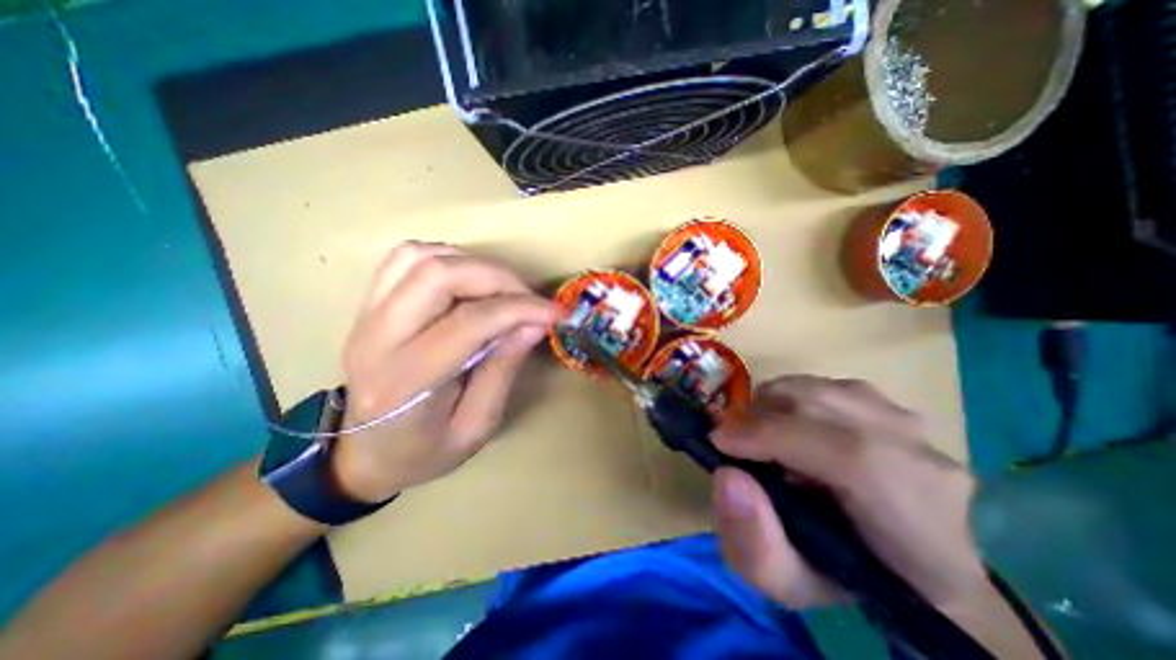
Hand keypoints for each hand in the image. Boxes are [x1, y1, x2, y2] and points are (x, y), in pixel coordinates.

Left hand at [326, 239, 560, 502]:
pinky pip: (406, 259)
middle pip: (438, 274)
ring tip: (502, 291)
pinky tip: (469, 282)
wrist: (362, 454)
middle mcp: (377, 338)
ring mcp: (366, 315)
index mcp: (406, 381)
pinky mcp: (368, 304)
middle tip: (529, 298)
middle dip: (498, 277)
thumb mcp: (476, 426)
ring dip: (473, 264)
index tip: (556, 312)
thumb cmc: (424, 452)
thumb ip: (504, 370)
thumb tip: (534, 324)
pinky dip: (447, 258)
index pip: (470, 322)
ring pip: (419, 256)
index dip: (520, 309)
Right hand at [708, 373, 988, 610]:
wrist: (906, 561)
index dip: (771, 437)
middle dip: (760, 416)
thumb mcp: (791, 585)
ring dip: (773, 405)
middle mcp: (924, 460)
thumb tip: (728, 476)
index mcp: (917, 524)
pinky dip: (792, 399)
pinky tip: (788, 426)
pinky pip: (825, 386)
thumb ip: (754, 544)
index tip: (719, 441)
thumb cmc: (847, 577)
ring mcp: (910, 424)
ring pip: (820, 389)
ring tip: (758, 434)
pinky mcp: (892, 406)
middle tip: (732, 439)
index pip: (848, 457)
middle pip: (824, 406)